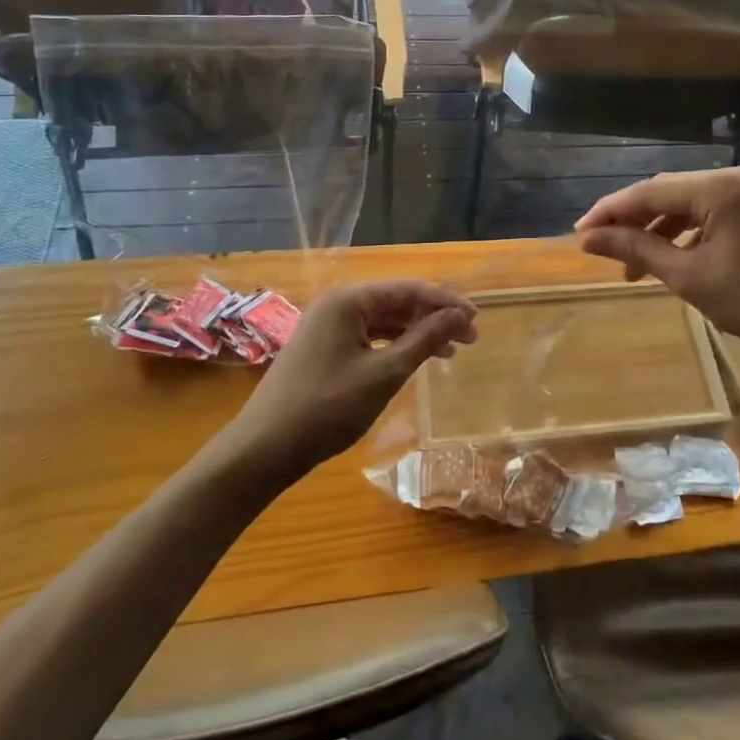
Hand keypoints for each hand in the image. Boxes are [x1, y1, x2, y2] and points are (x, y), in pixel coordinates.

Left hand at [231, 281, 476, 476]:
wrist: (262, 450)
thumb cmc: (327, 408)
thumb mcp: (383, 374)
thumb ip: (423, 339)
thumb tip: (458, 314)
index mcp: (348, 299)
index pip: (408, 289)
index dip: (446, 302)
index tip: (476, 321)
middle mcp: (337, 303)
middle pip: (396, 301)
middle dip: (433, 318)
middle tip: (469, 340)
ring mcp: (327, 325)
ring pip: (383, 320)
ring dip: (416, 333)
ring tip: (448, 354)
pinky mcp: (322, 347)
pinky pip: (367, 336)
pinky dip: (393, 346)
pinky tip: (412, 360)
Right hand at [576, 166, 739, 362]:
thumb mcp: (690, 278)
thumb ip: (636, 251)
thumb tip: (588, 240)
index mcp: (720, 187)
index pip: (650, 191)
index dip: (610, 212)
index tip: (579, 233)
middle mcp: (735, 175)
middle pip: (667, 192)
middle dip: (632, 221)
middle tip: (600, 248)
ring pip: (687, 202)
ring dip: (657, 229)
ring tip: (631, 266)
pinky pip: (709, 210)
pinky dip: (685, 231)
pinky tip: (668, 257)